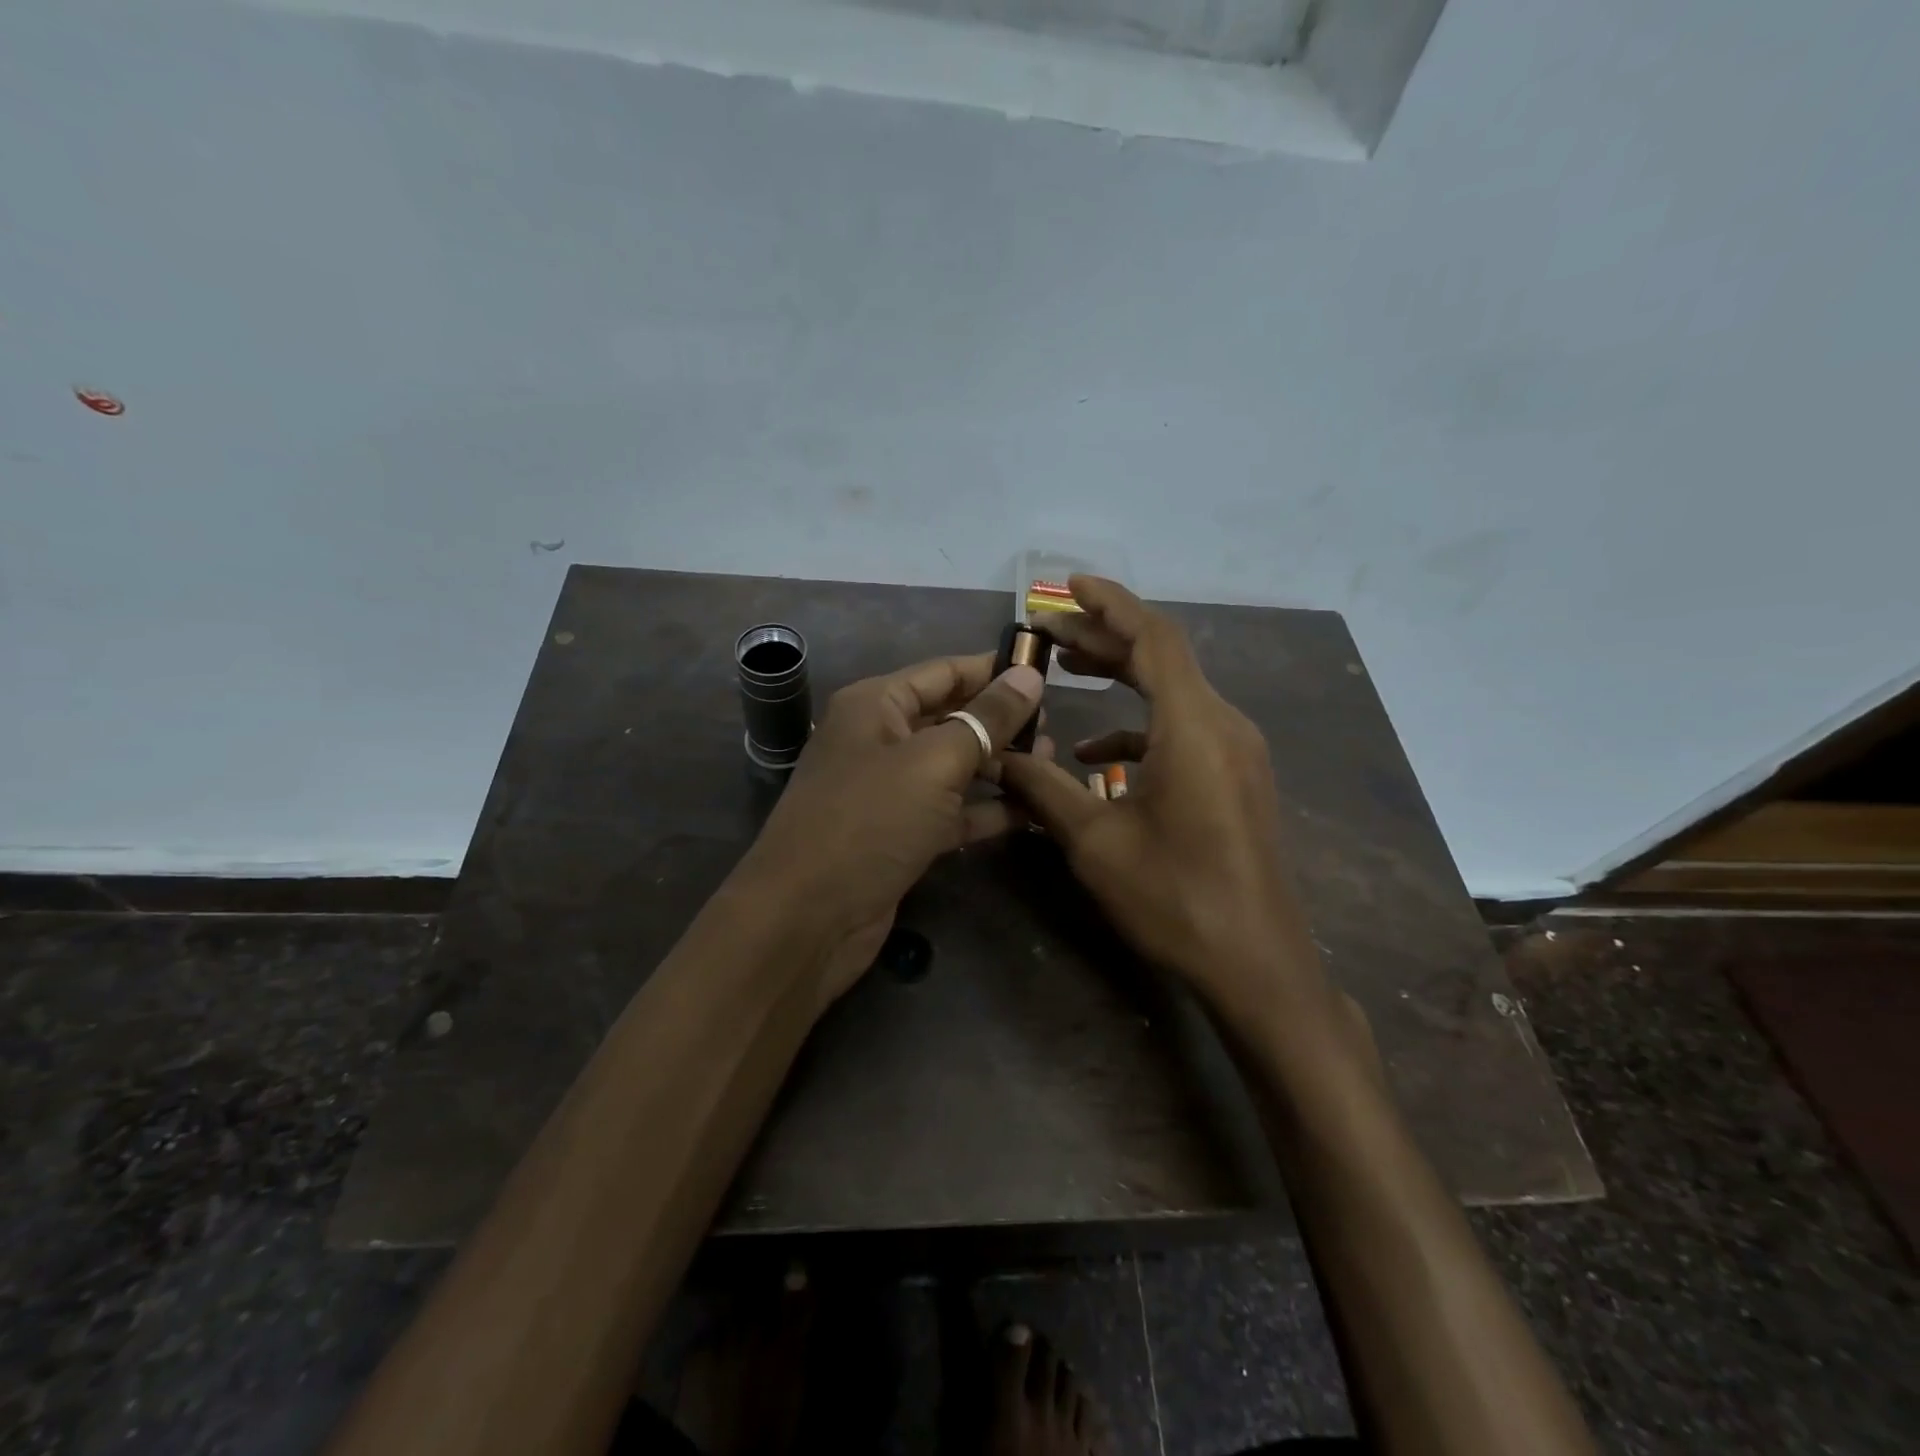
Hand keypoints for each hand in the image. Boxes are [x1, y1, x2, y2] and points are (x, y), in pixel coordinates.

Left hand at [740, 653, 1046, 1009]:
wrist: (809, 919)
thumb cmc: (870, 821)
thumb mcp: (934, 762)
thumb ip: (986, 718)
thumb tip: (1030, 675)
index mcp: (876, 705)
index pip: (945, 672)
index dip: (994, 670)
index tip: (1047, 673)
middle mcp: (881, 740)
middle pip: (951, 718)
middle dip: (1001, 722)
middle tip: (1055, 728)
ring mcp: (890, 791)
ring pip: (955, 766)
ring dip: (1000, 766)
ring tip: (1051, 764)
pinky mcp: (902, 835)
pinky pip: (952, 811)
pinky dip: (987, 810)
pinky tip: (1031, 811)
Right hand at [998, 578, 1338, 1033]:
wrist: (1258, 964)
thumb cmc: (1176, 899)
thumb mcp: (1095, 843)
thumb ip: (1044, 790)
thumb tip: (999, 758)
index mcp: (1193, 726)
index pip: (1153, 637)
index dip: (1110, 603)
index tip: (1068, 585)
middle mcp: (1223, 725)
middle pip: (1162, 658)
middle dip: (1104, 638)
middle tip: (1049, 632)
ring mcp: (1236, 752)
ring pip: (1173, 692)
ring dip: (1121, 678)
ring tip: (1067, 671)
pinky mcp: (1236, 778)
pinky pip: (1184, 730)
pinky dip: (1139, 727)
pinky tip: (1099, 756)